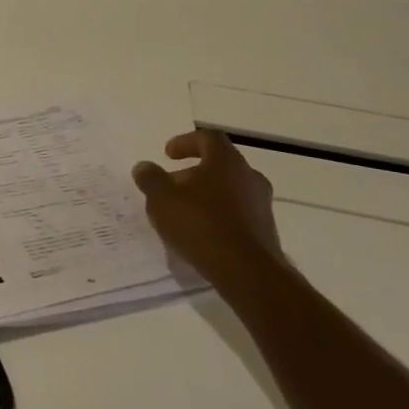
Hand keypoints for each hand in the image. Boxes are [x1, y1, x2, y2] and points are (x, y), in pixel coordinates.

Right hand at [131, 129, 287, 284]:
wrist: (246, 270)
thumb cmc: (200, 224)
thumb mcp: (162, 199)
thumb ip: (151, 179)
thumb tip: (144, 166)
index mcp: (226, 161)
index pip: (208, 138)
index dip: (185, 142)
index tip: (167, 154)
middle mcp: (249, 176)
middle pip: (219, 165)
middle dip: (192, 173)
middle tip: (170, 186)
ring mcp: (261, 203)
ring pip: (228, 190)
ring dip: (205, 195)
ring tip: (182, 212)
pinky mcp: (264, 229)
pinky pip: (236, 213)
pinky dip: (216, 215)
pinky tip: (200, 232)